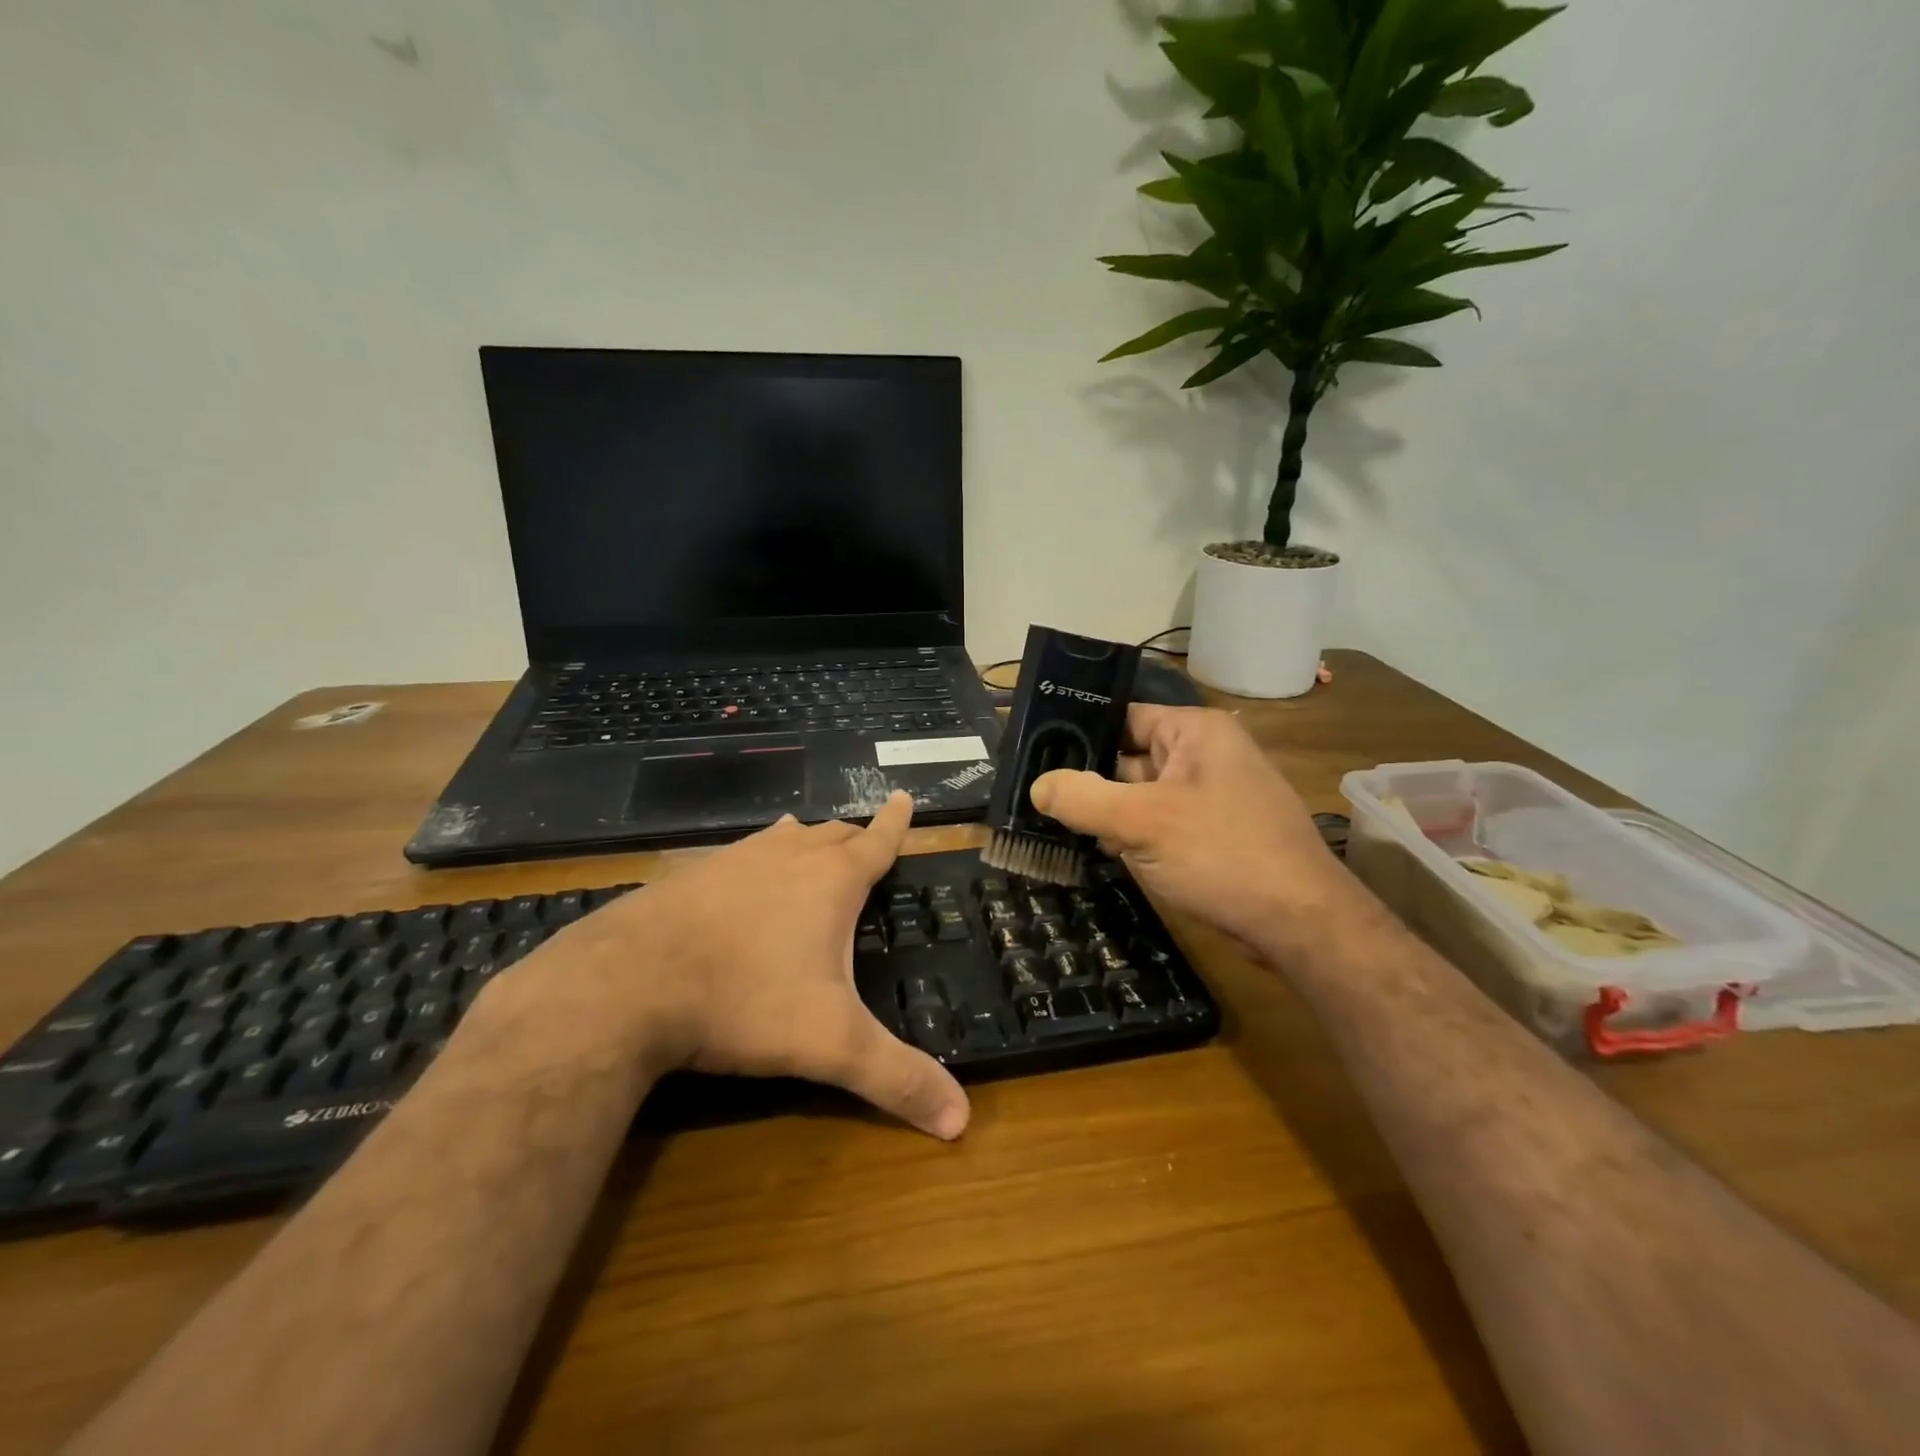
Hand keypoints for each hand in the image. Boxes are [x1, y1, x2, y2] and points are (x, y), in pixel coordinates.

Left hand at [542, 792, 968, 1139]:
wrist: (626, 984)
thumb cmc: (744, 1002)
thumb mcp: (829, 1045)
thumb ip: (896, 1079)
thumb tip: (962, 1120)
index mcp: (831, 881)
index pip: (877, 842)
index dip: (896, 823)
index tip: (905, 796)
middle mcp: (787, 857)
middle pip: (832, 835)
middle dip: (854, 838)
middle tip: (865, 843)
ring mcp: (734, 860)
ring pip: (783, 839)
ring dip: (805, 841)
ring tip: (811, 840)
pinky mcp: (690, 875)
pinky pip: (739, 854)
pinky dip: (757, 857)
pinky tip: (743, 872)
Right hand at [1030, 706, 1350, 945]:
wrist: (1300, 924)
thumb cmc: (1222, 854)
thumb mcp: (1141, 822)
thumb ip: (1083, 798)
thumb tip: (1037, 786)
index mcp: (1194, 731)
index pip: (1122, 717)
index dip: (1078, 733)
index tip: (1033, 754)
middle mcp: (1203, 755)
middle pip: (1127, 758)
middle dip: (1087, 780)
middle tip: (1033, 797)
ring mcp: (1208, 797)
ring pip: (1138, 795)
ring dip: (1105, 813)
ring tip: (1051, 824)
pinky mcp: (1210, 834)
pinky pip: (1157, 824)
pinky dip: (1129, 836)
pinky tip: (1097, 851)